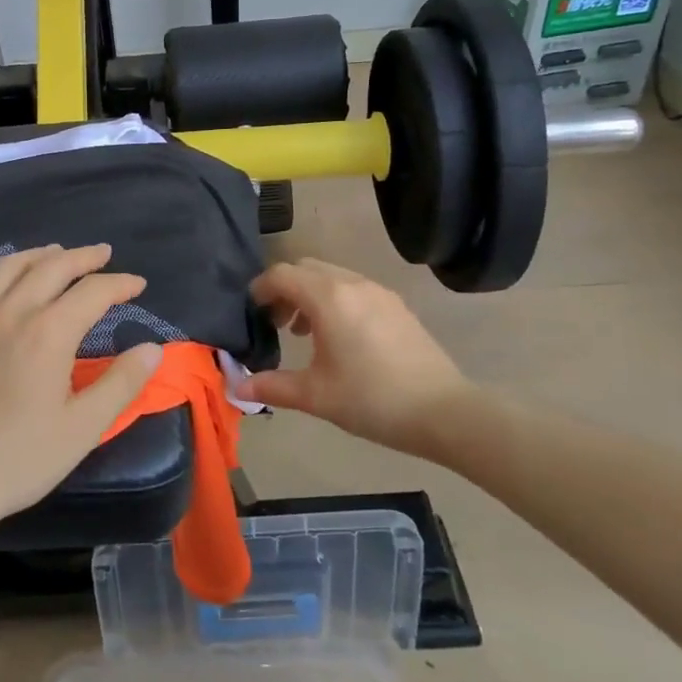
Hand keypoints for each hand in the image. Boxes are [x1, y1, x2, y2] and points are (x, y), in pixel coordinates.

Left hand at [0, 244, 163, 540]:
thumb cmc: (16, 460)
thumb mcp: (81, 429)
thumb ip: (121, 384)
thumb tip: (153, 348)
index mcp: (49, 332)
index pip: (94, 291)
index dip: (120, 284)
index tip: (138, 286)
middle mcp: (12, 310)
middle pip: (53, 266)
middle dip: (84, 256)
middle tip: (104, 254)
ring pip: (10, 266)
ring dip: (40, 255)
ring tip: (57, 254)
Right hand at [243, 258, 473, 458]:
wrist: (444, 412)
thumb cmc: (372, 400)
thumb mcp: (316, 396)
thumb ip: (273, 387)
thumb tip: (237, 389)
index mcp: (328, 298)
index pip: (281, 275)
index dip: (260, 289)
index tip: (250, 313)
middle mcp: (352, 284)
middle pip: (306, 268)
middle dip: (284, 288)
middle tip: (275, 323)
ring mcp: (379, 291)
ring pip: (331, 276)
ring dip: (310, 293)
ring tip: (303, 332)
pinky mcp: (396, 305)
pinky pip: (354, 287)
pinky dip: (335, 299)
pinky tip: (339, 337)